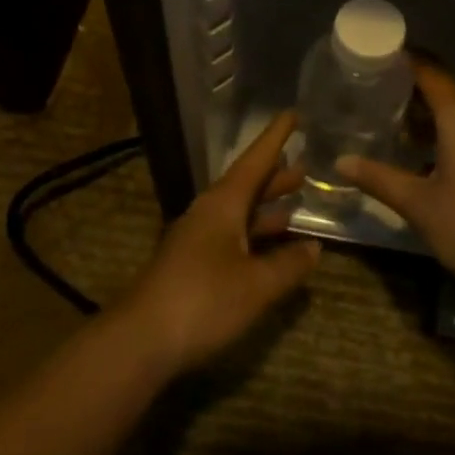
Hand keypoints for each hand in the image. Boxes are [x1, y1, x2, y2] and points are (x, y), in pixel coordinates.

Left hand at [117, 111, 321, 376]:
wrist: (140, 341)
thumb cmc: (203, 301)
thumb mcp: (256, 285)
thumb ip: (289, 265)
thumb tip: (314, 248)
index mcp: (223, 203)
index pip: (255, 160)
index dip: (276, 138)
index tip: (293, 114)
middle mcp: (208, 213)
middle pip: (246, 185)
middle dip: (275, 176)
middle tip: (304, 167)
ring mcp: (197, 239)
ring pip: (238, 212)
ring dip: (265, 207)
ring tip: (295, 203)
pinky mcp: (192, 265)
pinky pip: (231, 236)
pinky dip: (254, 235)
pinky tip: (271, 249)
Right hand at [338, 62, 454, 303]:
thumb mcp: (418, 204)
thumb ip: (378, 178)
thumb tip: (341, 161)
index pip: (429, 72)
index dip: (402, 62)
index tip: (373, 60)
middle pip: (443, 94)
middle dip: (409, 95)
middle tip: (370, 100)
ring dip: (427, 122)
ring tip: (391, 131)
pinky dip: (446, 140)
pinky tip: (423, 163)